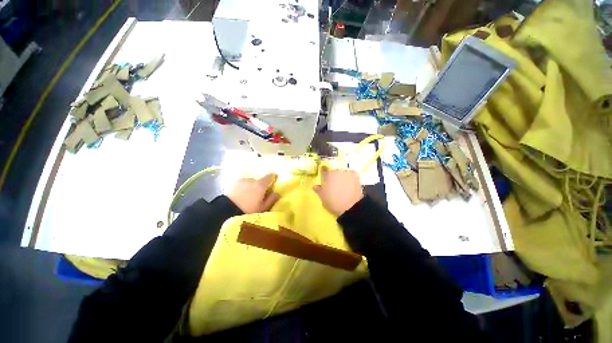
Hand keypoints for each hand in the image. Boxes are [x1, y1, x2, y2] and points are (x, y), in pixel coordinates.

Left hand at [227, 173, 280, 213]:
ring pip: (250, 182)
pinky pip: (242, 183)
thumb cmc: (248, 211)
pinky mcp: (233, 183)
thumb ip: (271, 199)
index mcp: (261, 185)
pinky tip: (241, 194)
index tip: (274, 179)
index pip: (270, 176)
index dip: (273, 177)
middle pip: (259, 180)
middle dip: (260, 185)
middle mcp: (252, 180)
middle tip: (259, 194)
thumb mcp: (262, 208)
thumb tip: (277, 193)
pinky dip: (244, 187)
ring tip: (248, 195)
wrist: (226, 211)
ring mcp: (242, 181)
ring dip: (251, 186)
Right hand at [313, 168, 362, 215]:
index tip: (324, 178)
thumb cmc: (334, 202)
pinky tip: (349, 186)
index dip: (324, 173)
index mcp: (328, 174)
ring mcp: (348, 173)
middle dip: (333, 176)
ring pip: (343, 173)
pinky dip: (350, 180)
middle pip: (334, 171)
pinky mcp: (357, 178)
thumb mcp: (323, 198)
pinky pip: (351, 176)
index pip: (324, 170)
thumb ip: (319, 190)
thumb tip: (315, 186)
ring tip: (342, 186)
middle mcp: (338, 171)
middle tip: (333, 184)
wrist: (352, 207)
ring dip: (342, 177)